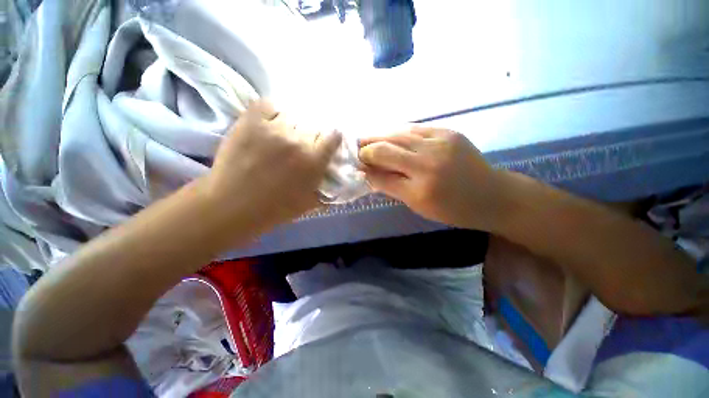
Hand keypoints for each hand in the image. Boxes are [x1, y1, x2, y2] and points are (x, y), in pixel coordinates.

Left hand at [202, 100, 341, 231]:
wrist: (233, 205)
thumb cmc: (275, 209)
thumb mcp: (309, 203)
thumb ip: (327, 188)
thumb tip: (337, 177)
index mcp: (314, 162)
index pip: (334, 136)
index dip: (332, 138)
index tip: (327, 142)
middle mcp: (298, 142)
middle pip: (314, 126)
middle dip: (311, 136)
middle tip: (301, 145)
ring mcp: (274, 129)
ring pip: (292, 116)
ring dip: (291, 126)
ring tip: (282, 136)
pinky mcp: (251, 121)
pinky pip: (269, 105)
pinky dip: (272, 112)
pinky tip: (269, 123)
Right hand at [359, 126, 510, 230]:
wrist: (491, 195)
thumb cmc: (452, 209)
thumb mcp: (417, 204)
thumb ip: (390, 186)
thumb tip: (367, 173)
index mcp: (420, 185)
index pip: (381, 167)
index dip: (364, 162)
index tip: (354, 162)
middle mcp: (428, 159)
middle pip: (386, 146)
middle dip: (367, 146)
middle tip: (357, 149)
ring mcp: (440, 140)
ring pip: (398, 133)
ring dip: (380, 137)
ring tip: (368, 141)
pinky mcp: (447, 131)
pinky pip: (414, 129)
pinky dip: (398, 133)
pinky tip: (390, 137)